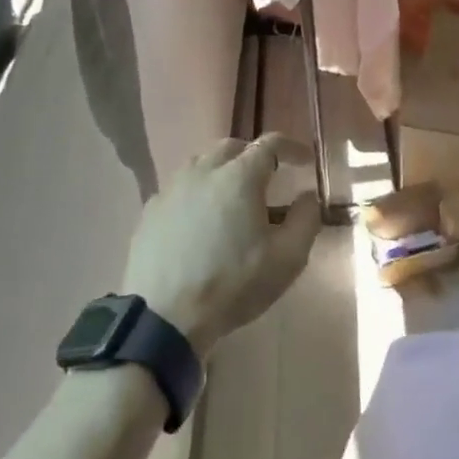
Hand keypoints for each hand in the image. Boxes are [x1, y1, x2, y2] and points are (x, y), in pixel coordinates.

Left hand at [122, 135, 320, 359]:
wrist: (164, 315)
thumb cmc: (233, 284)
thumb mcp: (287, 258)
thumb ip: (306, 219)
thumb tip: (307, 195)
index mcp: (240, 176)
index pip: (270, 143)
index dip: (291, 148)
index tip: (305, 161)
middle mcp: (204, 170)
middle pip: (232, 147)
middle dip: (254, 155)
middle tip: (269, 177)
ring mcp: (173, 187)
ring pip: (202, 163)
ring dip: (223, 170)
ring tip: (233, 196)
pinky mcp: (151, 209)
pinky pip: (181, 187)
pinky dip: (198, 191)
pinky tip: (201, 218)